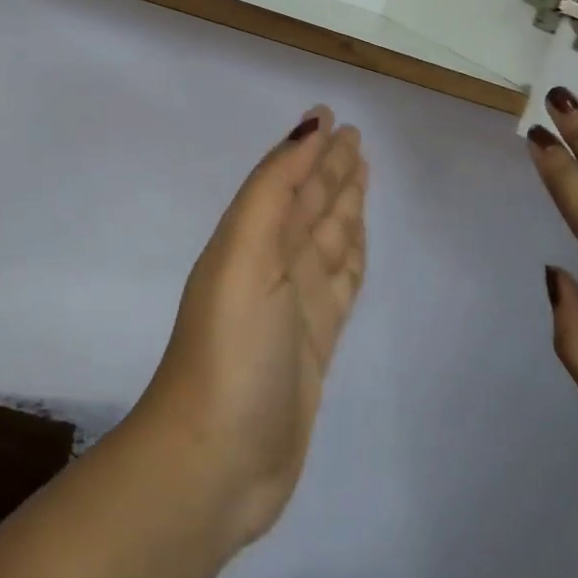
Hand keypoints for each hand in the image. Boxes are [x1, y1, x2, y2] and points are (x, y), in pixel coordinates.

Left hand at [135, 108, 368, 548]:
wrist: (216, 462)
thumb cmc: (233, 347)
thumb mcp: (247, 253)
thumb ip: (275, 189)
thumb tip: (306, 130)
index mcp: (250, 239)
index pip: (286, 179)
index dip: (307, 147)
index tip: (329, 115)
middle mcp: (272, 264)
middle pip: (309, 204)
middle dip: (330, 169)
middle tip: (355, 136)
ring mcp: (295, 305)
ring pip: (327, 238)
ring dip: (343, 204)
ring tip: (361, 172)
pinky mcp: (315, 342)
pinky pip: (340, 281)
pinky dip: (350, 254)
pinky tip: (357, 238)